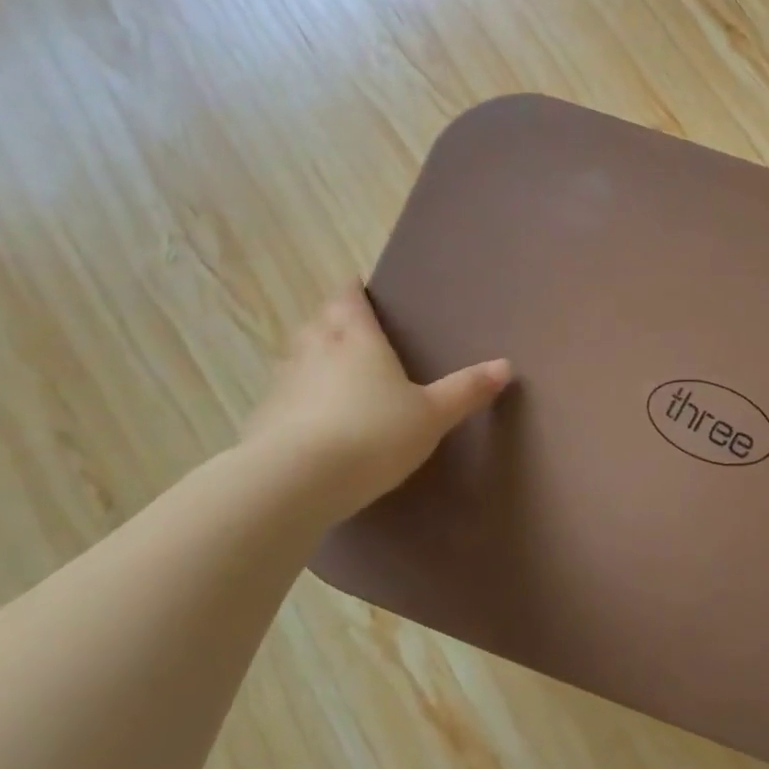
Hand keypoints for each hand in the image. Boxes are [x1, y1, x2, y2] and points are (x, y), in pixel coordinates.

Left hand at [241, 286, 510, 520]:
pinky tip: (309, 416)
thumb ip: (466, 390)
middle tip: (347, 325)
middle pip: (318, 323)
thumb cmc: (373, 434)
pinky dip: (296, 396)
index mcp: (356, 341)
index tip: (357, 286)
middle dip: (331, 319)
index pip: (348, 301)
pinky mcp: (263, 420)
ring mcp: (283, 385)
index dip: (353, 292)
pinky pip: (282, 395)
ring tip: (328, 367)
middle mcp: (314, 352)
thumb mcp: (432, 415)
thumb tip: (505, 365)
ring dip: (309, 356)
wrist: (295, 481)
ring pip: (295, 357)